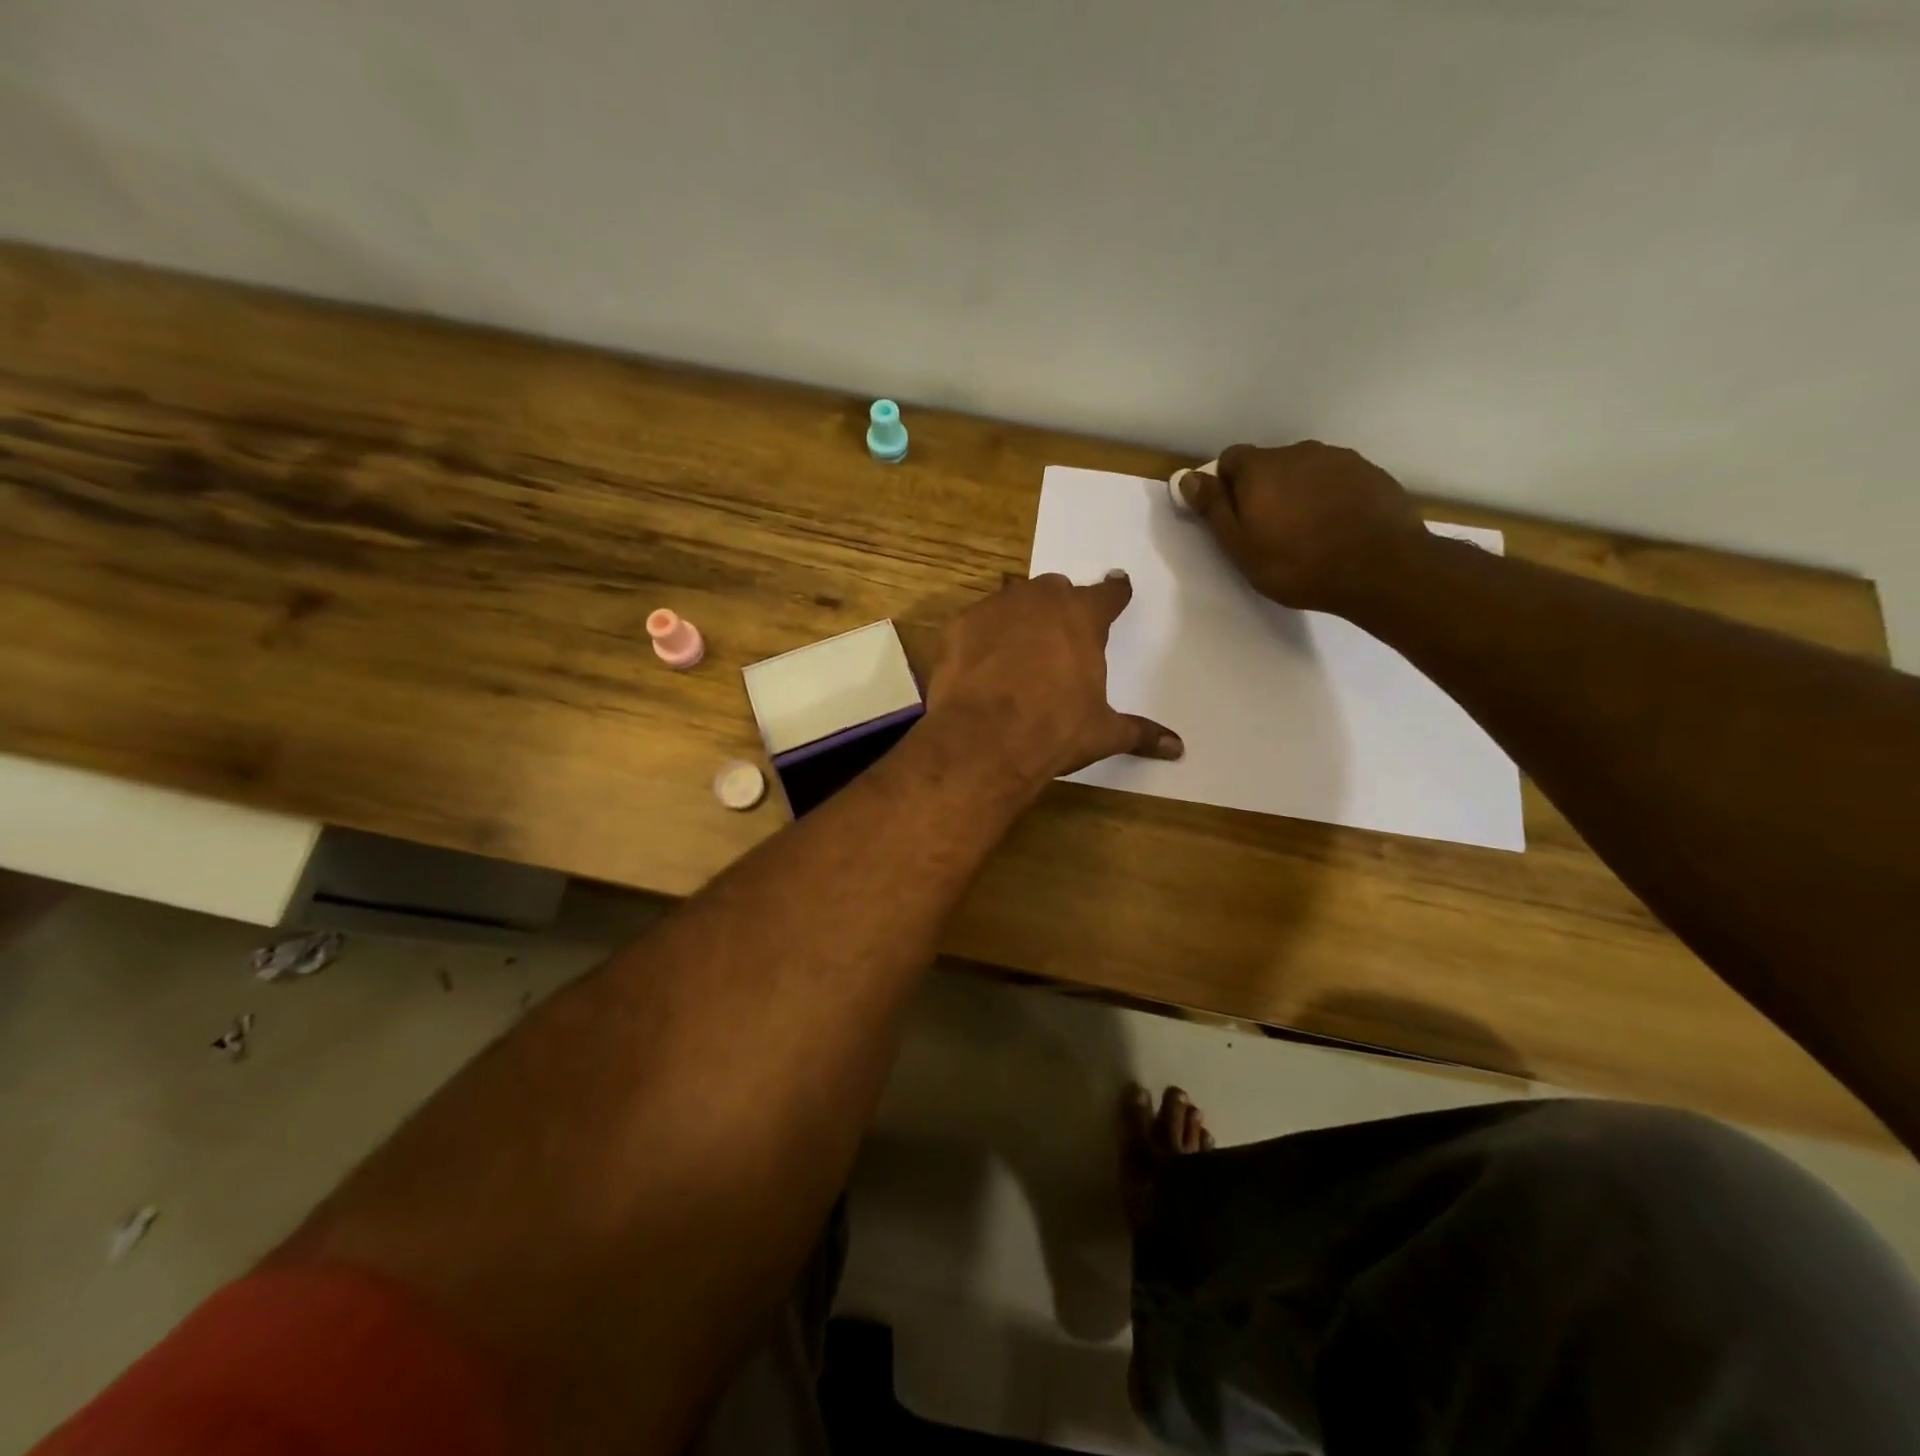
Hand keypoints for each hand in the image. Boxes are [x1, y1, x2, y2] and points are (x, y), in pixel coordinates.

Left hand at [926, 573, 1182, 790]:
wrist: (983, 739)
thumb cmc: (1054, 730)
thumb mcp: (1101, 733)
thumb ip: (1139, 732)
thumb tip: (1178, 747)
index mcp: (1082, 617)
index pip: (1107, 594)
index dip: (1114, 592)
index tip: (1118, 587)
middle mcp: (1039, 601)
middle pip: (1055, 589)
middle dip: (1059, 606)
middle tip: (1060, 632)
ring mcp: (994, 608)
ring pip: (1012, 600)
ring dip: (1018, 617)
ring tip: (1016, 648)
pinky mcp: (957, 626)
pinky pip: (975, 624)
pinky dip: (980, 638)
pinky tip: (979, 665)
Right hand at [1185, 442, 1427, 613]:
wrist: (1380, 567)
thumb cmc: (1297, 564)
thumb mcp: (1240, 546)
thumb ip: (1213, 508)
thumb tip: (1188, 476)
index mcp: (1261, 468)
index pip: (1230, 459)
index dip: (1226, 487)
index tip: (1234, 518)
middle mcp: (1298, 452)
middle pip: (1269, 464)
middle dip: (1263, 489)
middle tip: (1269, 531)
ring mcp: (1339, 459)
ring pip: (1304, 470)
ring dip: (1297, 492)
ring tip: (1306, 531)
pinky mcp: (1369, 472)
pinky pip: (1336, 479)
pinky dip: (1328, 497)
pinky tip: (1335, 527)